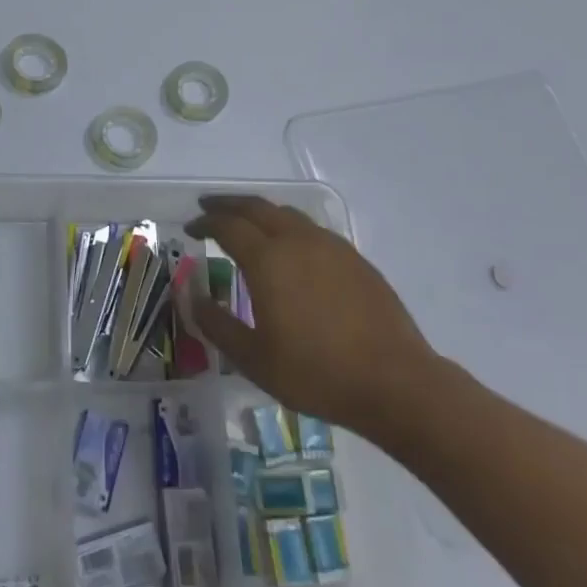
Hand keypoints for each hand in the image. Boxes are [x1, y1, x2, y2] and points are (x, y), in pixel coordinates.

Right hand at [185, 195, 441, 443]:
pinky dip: (288, 226)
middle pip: (256, 207)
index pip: (227, 226)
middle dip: (228, 204)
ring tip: (246, 223)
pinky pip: (311, 229)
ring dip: (259, 212)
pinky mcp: (355, 259)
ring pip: (287, 214)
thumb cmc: (316, 373)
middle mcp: (297, 241)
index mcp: (268, 260)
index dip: (205, 222)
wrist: (395, 382)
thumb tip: (191, 295)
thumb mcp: (253, 358)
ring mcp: (331, 246)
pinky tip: (289, 248)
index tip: (190, 227)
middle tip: (209, 207)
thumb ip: (216, 323)